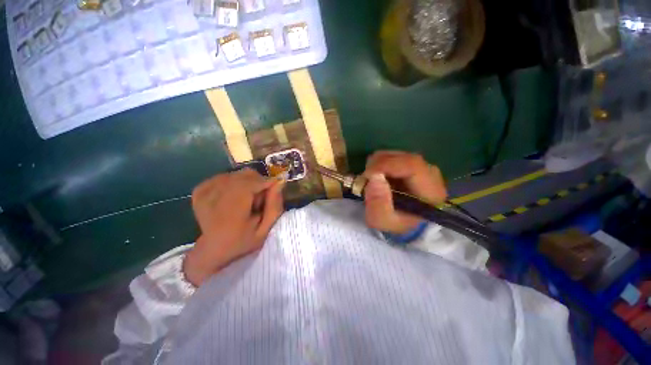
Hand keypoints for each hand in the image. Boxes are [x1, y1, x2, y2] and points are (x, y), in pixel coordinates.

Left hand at [184, 168, 284, 285]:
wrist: (212, 249)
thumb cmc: (242, 242)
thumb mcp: (265, 230)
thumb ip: (274, 207)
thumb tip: (279, 182)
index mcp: (230, 213)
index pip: (250, 183)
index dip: (266, 183)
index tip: (274, 190)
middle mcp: (214, 198)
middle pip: (246, 175)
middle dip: (259, 183)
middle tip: (259, 200)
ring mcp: (205, 191)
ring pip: (238, 174)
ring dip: (249, 183)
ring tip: (247, 200)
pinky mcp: (201, 189)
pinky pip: (227, 175)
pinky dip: (237, 182)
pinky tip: (236, 196)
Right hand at [363, 151, 446, 234]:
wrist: (404, 222)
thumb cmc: (396, 223)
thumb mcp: (382, 221)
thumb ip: (378, 204)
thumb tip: (374, 176)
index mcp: (431, 190)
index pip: (412, 165)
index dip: (386, 165)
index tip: (367, 174)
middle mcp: (431, 174)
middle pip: (403, 157)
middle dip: (378, 164)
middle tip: (366, 178)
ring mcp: (422, 166)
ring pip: (396, 154)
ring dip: (378, 164)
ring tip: (372, 180)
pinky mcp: (413, 164)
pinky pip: (393, 156)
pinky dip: (380, 163)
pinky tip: (379, 177)